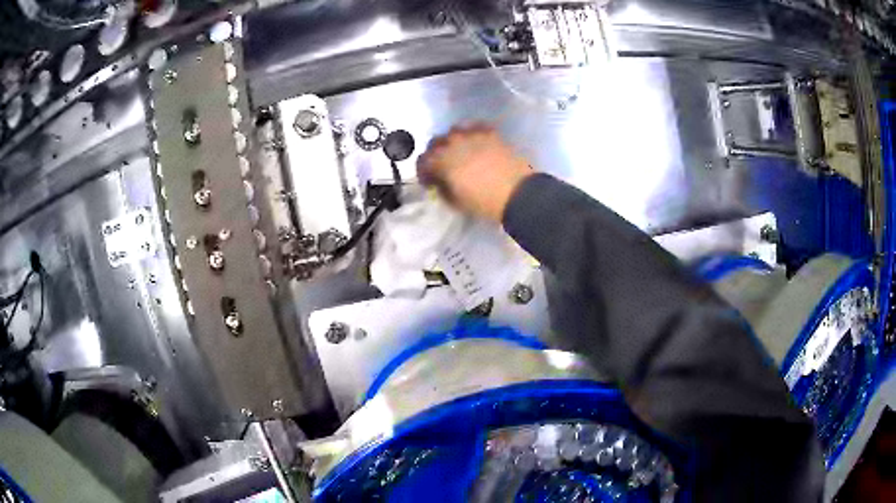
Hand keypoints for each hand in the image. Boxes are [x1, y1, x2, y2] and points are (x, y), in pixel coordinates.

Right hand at [417, 124, 533, 222]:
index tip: (429, 182)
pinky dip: (471, 132)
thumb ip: (443, 189)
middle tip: (441, 166)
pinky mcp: (491, 134)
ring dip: (452, 140)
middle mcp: (454, 144)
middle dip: (435, 154)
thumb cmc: (484, 202)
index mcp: (442, 161)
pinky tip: (475, 141)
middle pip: (435, 142)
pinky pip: (475, 127)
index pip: (423, 161)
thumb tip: (440, 182)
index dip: (423, 172)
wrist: (518, 193)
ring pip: (454, 131)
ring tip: (458, 150)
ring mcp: (473, 136)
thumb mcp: (456, 202)